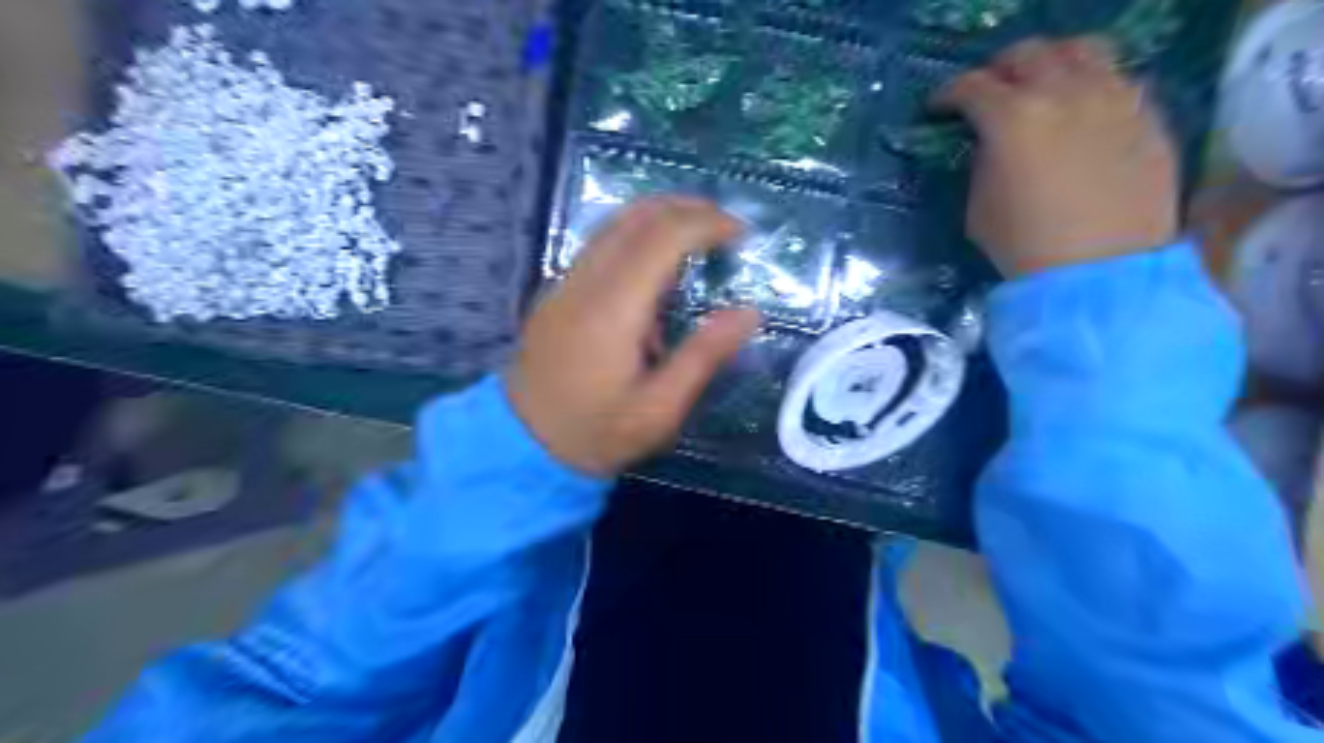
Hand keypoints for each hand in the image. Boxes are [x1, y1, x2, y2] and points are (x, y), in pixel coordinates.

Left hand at [508, 196, 759, 476]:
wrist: (522, 443)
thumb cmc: (596, 432)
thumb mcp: (659, 410)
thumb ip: (704, 356)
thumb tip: (749, 312)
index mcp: (614, 309)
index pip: (663, 238)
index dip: (707, 223)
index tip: (742, 232)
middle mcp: (586, 282)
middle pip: (637, 216)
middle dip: (688, 208)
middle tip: (726, 224)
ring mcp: (566, 283)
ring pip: (615, 224)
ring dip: (661, 215)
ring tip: (700, 232)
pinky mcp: (558, 291)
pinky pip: (601, 243)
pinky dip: (638, 233)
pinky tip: (658, 260)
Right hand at [934, 36, 1171, 279]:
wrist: (1100, 272)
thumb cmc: (1025, 246)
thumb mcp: (979, 207)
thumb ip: (983, 163)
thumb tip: (992, 144)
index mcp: (1013, 118)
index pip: (971, 86)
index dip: (948, 94)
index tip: (938, 107)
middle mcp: (1065, 92)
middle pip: (1028, 53)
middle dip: (999, 68)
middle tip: (989, 90)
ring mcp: (1114, 97)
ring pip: (1083, 50)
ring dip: (1052, 61)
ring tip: (1042, 84)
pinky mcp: (1148, 115)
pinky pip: (1118, 80)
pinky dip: (1092, 87)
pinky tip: (1083, 113)